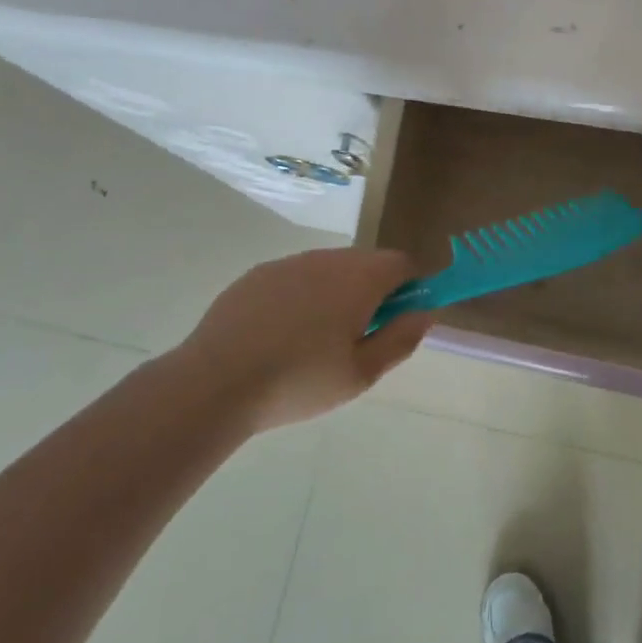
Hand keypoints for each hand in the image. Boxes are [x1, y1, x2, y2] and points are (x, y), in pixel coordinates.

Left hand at [161, 248, 430, 433]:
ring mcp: (288, 263)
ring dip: (338, 292)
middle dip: (374, 290)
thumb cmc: (299, 381)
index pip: (402, 263)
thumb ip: (401, 338)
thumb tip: (426, 312)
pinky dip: (303, 296)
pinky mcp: (256, 275)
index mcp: (359, 278)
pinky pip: (296, 277)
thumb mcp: (362, 373)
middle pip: (366, 262)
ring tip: (318, 340)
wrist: (215, 383)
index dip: (411, 287)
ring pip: (329, 268)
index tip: (402, 319)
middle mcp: (326, 259)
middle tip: (361, 336)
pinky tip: (283, 335)